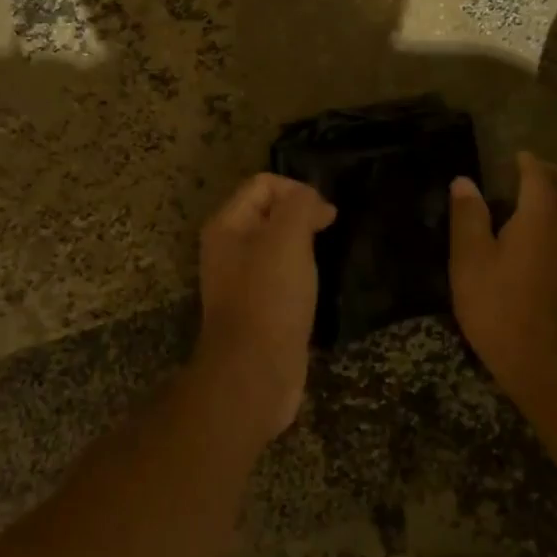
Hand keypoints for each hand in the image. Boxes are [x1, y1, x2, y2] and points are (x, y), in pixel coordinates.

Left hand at [193, 173, 337, 445]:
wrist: (256, 372)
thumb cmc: (269, 297)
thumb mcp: (287, 238)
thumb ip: (300, 206)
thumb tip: (315, 203)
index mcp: (227, 225)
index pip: (264, 184)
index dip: (297, 191)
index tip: (325, 215)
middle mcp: (229, 248)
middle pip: (271, 212)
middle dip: (302, 216)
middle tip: (329, 234)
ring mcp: (243, 280)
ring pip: (279, 245)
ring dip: (305, 246)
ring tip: (327, 258)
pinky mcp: (260, 307)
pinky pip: (284, 275)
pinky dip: (303, 273)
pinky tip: (319, 285)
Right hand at [449, 152, 556, 390]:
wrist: (544, 358)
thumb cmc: (499, 304)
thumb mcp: (470, 258)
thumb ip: (468, 215)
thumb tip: (464, 181)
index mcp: (541, 213)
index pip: (538, 173)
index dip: (526, 161)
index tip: (514, 157)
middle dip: (551, 173)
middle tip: (529, 172)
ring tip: (539, 200)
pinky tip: (552, 235)